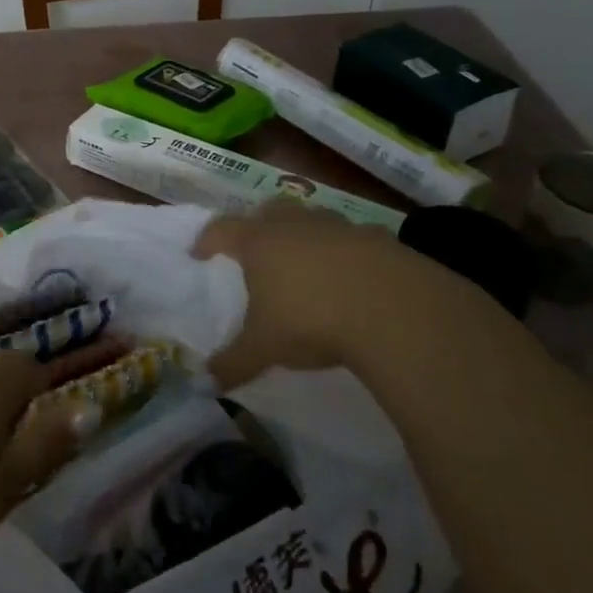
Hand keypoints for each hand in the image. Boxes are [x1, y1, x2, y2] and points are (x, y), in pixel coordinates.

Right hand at [193, 200, 499, 390]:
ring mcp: (338, 227)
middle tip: (255, 251)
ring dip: (303, 236)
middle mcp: (295, 224)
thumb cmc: (311, 320)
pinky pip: (352, 239)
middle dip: (257, 226)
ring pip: (312, 220)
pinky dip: (345, 253)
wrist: (394, 309)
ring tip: (304, 266)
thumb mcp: (264, 349)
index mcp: (259, 241)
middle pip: (268, 210)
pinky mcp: (377, 238)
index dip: (207, 240)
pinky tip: (350, 280)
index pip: (221, 229)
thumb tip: (206, 382)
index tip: (199, 253)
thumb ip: (233, 363)